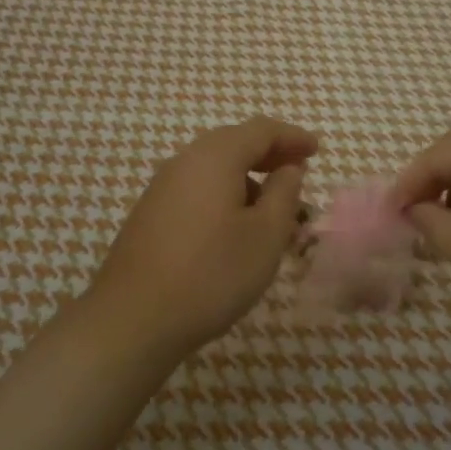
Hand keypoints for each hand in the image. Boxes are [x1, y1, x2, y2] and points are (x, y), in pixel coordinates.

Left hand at [83, 117, 317, 357]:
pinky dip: (224, 195)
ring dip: (246, 179)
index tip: (316, 150)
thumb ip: (283, 194)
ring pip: (213, 169)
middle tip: (297, 172)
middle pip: (233, 143)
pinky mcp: (150, 214)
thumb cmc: (211, 273)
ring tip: (272, 209)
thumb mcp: (265, 236)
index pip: (260, 130)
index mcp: (214, 157)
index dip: (292, 137)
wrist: (134, 318)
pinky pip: (196, 189)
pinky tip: (234, 227)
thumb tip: (288, 168)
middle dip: (269, 154)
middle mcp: (184, 162)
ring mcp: (162, 188)